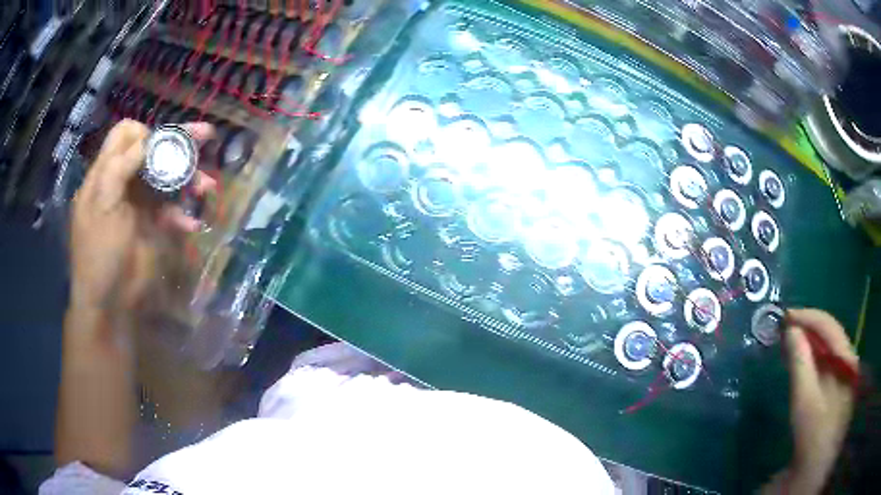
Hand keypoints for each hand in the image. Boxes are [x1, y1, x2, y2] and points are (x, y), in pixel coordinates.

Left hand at [70, 120, 215, 311]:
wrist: (108, 302)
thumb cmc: (98, 251)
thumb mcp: (102, 204)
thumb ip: (120, 166)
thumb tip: (148, 139)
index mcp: (106, 173)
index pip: (126, 135)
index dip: (145, 134)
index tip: (160, 148)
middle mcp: (124, 181)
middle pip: (153, 150)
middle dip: (179, 142)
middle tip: (207, 135)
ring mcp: (140, 203)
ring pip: (167, 177)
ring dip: (189, 179)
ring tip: (206, 188)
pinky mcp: (153, 225)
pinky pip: (173, 211)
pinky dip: (183, 217)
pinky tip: (191, 227)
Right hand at [782, 308, 858, 493]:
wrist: (816, 464)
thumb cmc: (813, 432)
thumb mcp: (805, 400)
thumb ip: (800, 362)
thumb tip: (791, 329)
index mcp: (846, 357)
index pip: (828, 325)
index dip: (807, 316)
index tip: (785, 316)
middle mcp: (848, 358)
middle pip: (829, 333)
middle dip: (807, 327)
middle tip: (785, 327)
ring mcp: (844, 371)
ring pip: (827, 346)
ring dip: (809, 341)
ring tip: (790, 340)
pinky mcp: (838, 384)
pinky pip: (826, 360)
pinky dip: (812, 356)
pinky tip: (800, 359)